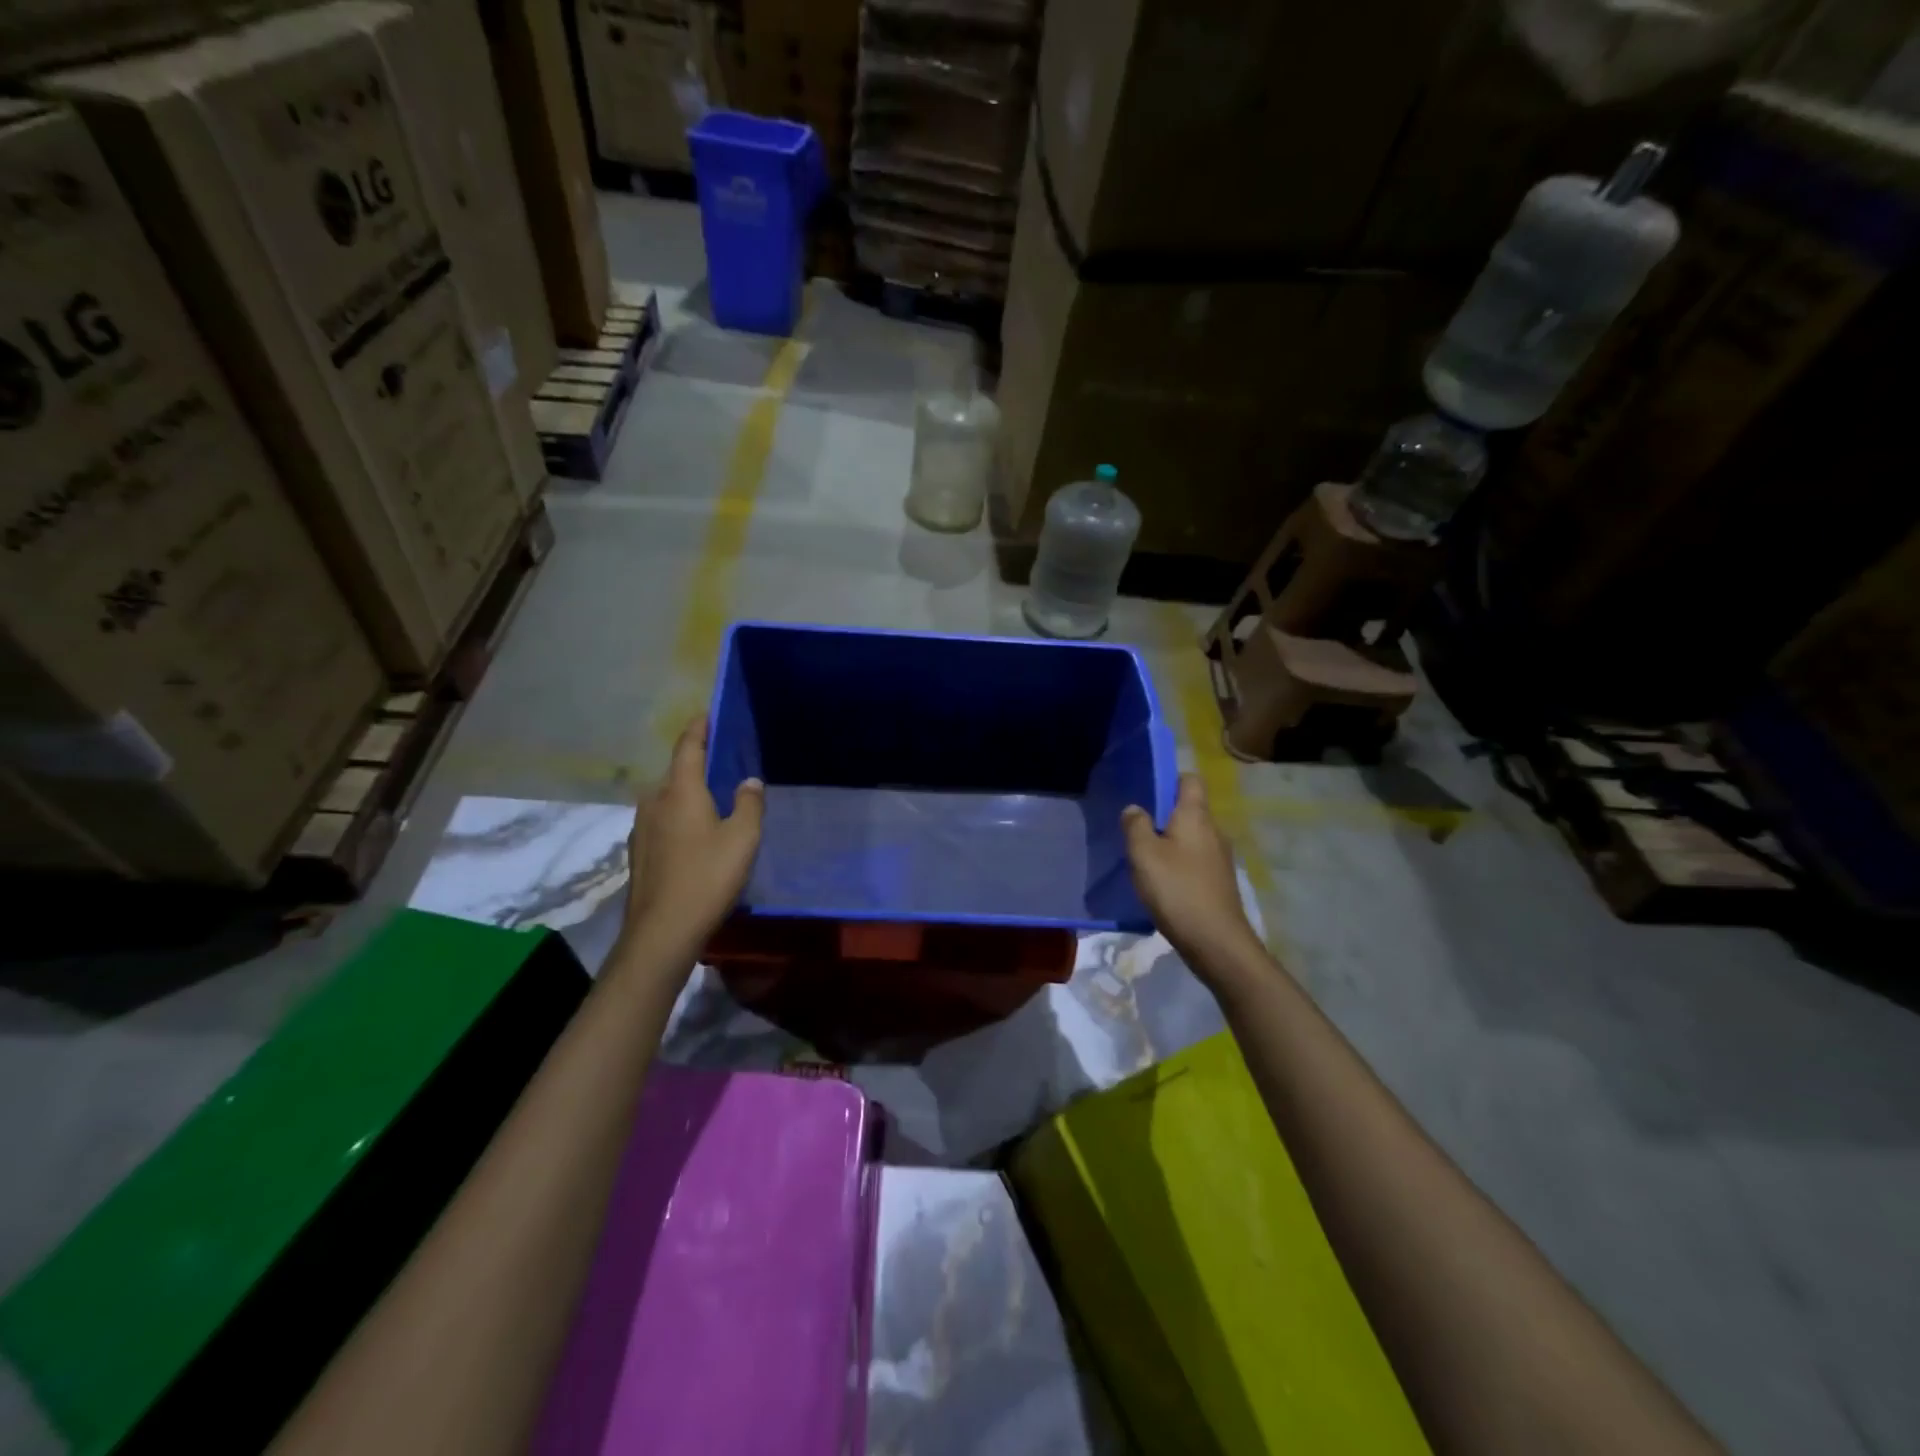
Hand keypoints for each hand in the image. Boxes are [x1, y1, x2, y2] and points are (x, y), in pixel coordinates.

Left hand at [624, 714, 763, 948]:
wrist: (662, 931)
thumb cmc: (707, 877)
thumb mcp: (743, 838)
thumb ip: (750, 803)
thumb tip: (749, 780)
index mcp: (680, 790)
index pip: (688, 746)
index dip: (700, 727)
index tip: (709, 714)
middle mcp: (654, 800)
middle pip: (676, 772)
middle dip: (698, 764)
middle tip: (724, 763)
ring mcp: (641, 827)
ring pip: (668, 798)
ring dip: (688, 793)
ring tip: (713, 800)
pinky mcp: (638, 851)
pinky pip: (662, 821)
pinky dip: (679, 817)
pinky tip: (695, 835)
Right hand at [1122, 774, 1262, 971]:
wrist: (1216, 941)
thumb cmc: (1177, 889)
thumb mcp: (1144, 854)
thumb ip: (1135, 825)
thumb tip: (1135, 808)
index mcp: (1196, 816)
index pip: (1190, 780)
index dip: (1170, 779)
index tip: (1146, 791)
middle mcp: (1213, 831)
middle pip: (1190, 810)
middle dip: (1165, 814)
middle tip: (1136, 828)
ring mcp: (1220, 858)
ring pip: (1192, 837)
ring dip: (1170, 842)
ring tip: (1145, 857)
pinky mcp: (1219, 881)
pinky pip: (1195, 860)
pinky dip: (1179, 864)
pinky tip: (1162, 882)